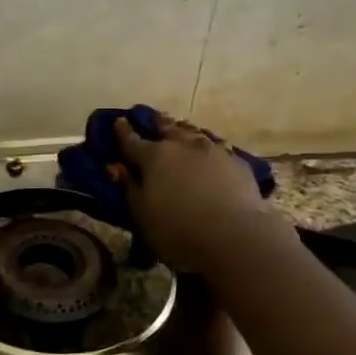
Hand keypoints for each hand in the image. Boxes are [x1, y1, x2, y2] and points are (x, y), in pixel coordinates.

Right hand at [114, 110, 274, 271]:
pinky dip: (208, 148)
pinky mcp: (237, 163)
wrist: (234, 237)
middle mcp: (183, 146)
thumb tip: (118, 169)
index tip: (119, 121)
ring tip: (181, 129)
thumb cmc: (177, 230)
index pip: (132, 140)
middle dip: (157, 122)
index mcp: (154, 157)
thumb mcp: (141, 215)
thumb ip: (129, 188)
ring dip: (184, 131)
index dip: (123, 132)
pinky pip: (218, 148)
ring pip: (194, 133)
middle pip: (167, 128)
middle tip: (152, 117)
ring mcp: (213, 151)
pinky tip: (210, 153)